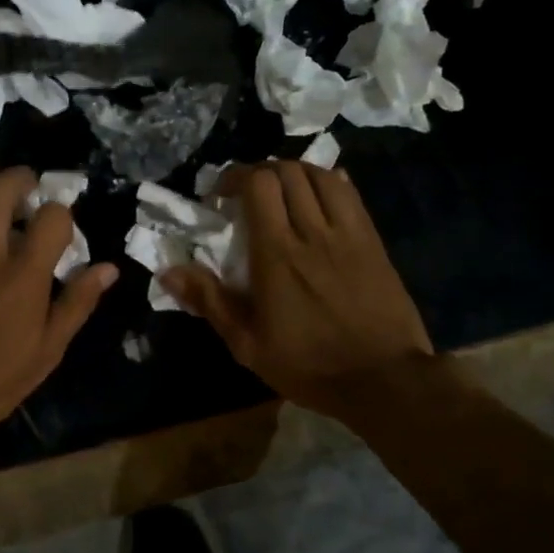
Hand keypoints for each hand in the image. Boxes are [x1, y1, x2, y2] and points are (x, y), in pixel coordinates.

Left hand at [0, 169, 116, 449]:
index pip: (51, 217)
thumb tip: (108, 268)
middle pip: (2, 188)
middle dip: (22, 177)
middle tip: (32, 186)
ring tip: (1, 191)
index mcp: (24, 276)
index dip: (63, 213)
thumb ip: (78, 301)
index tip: (63, 225)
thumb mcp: (50, 347)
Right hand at [160, 162, 433, 414]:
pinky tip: (320, 195)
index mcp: (277, 254)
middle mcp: (312, 232)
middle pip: (288, 172)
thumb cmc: (310, 365)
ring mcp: (348, 234)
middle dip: (262, 171)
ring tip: (282, 190)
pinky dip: (330, 182)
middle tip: (247, 192)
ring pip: (321, 175)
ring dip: (295, 172)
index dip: (236, 177)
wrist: (385, 381)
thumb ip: (209, 301)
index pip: (259, 184)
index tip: (221, 196)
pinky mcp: (373, 241)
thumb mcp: (248, 344)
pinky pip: (352, 194)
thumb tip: (168, 271)